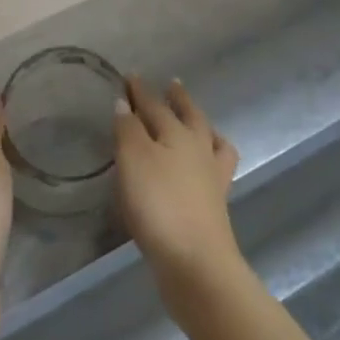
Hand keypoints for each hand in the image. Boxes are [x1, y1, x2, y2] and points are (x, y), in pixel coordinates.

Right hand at [115, 77, 241, 301]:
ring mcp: (212, 178)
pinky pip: (215, 170)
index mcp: (178, 134)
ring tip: (197, 122)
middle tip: (173, 85)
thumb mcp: (133, 160)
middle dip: (178, 100)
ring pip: (210, 141)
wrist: (195, 263)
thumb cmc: (159, 205)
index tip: (131, 76)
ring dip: (202, 127)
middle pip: (189, 116)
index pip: (155, 105)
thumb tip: (125, 102)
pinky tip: (201, 169)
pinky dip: (208, 160)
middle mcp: (199, 149)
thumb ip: (128, 129)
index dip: (141, 91)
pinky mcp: (215, 206)